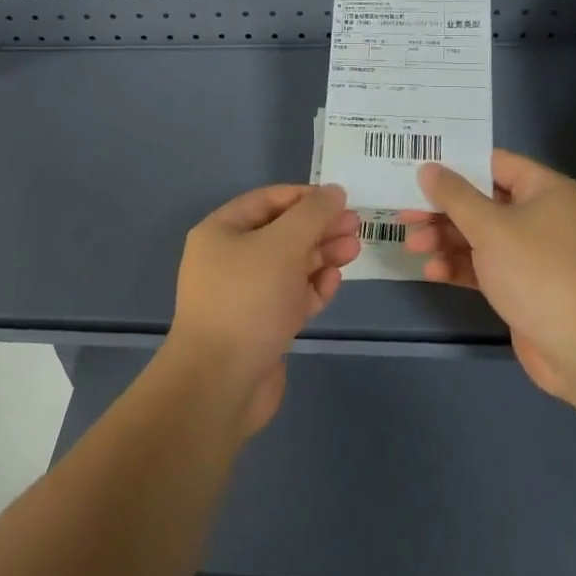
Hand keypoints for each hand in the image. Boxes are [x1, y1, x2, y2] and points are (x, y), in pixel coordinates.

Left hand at [165, 184, 361, 434]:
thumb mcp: (283, 244)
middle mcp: (229, 259)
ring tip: (354, 250)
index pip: (268, 200)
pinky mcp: (261, 327)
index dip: (305, 197)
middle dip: (319, 227)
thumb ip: (312, 214)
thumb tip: (334, 191)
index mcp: (222, 231)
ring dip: (322, 256)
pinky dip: (313, 287)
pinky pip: (291, 297)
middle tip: (356, 226)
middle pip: (282, 233)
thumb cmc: (248, 300)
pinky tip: (334, 282)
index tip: (340, 200)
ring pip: (290, 265)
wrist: (220, 384)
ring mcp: (245, 295)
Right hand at [403, 151, 575, 403]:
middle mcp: (539, 215)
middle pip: (481, 201)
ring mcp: (532, 253)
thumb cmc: (538, 271)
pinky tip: (432, 273)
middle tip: (404, 213)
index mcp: (542, 189)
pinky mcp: (523, 286)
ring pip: (479, 236)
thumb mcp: (490, 227)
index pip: (492, 163)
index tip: (417, 166)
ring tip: (412, 247)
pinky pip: (485, 266)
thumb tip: (428, 169)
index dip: (454, 164)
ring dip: (445, 239)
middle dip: (442, 209)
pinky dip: (460, 267)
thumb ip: (454, 196)